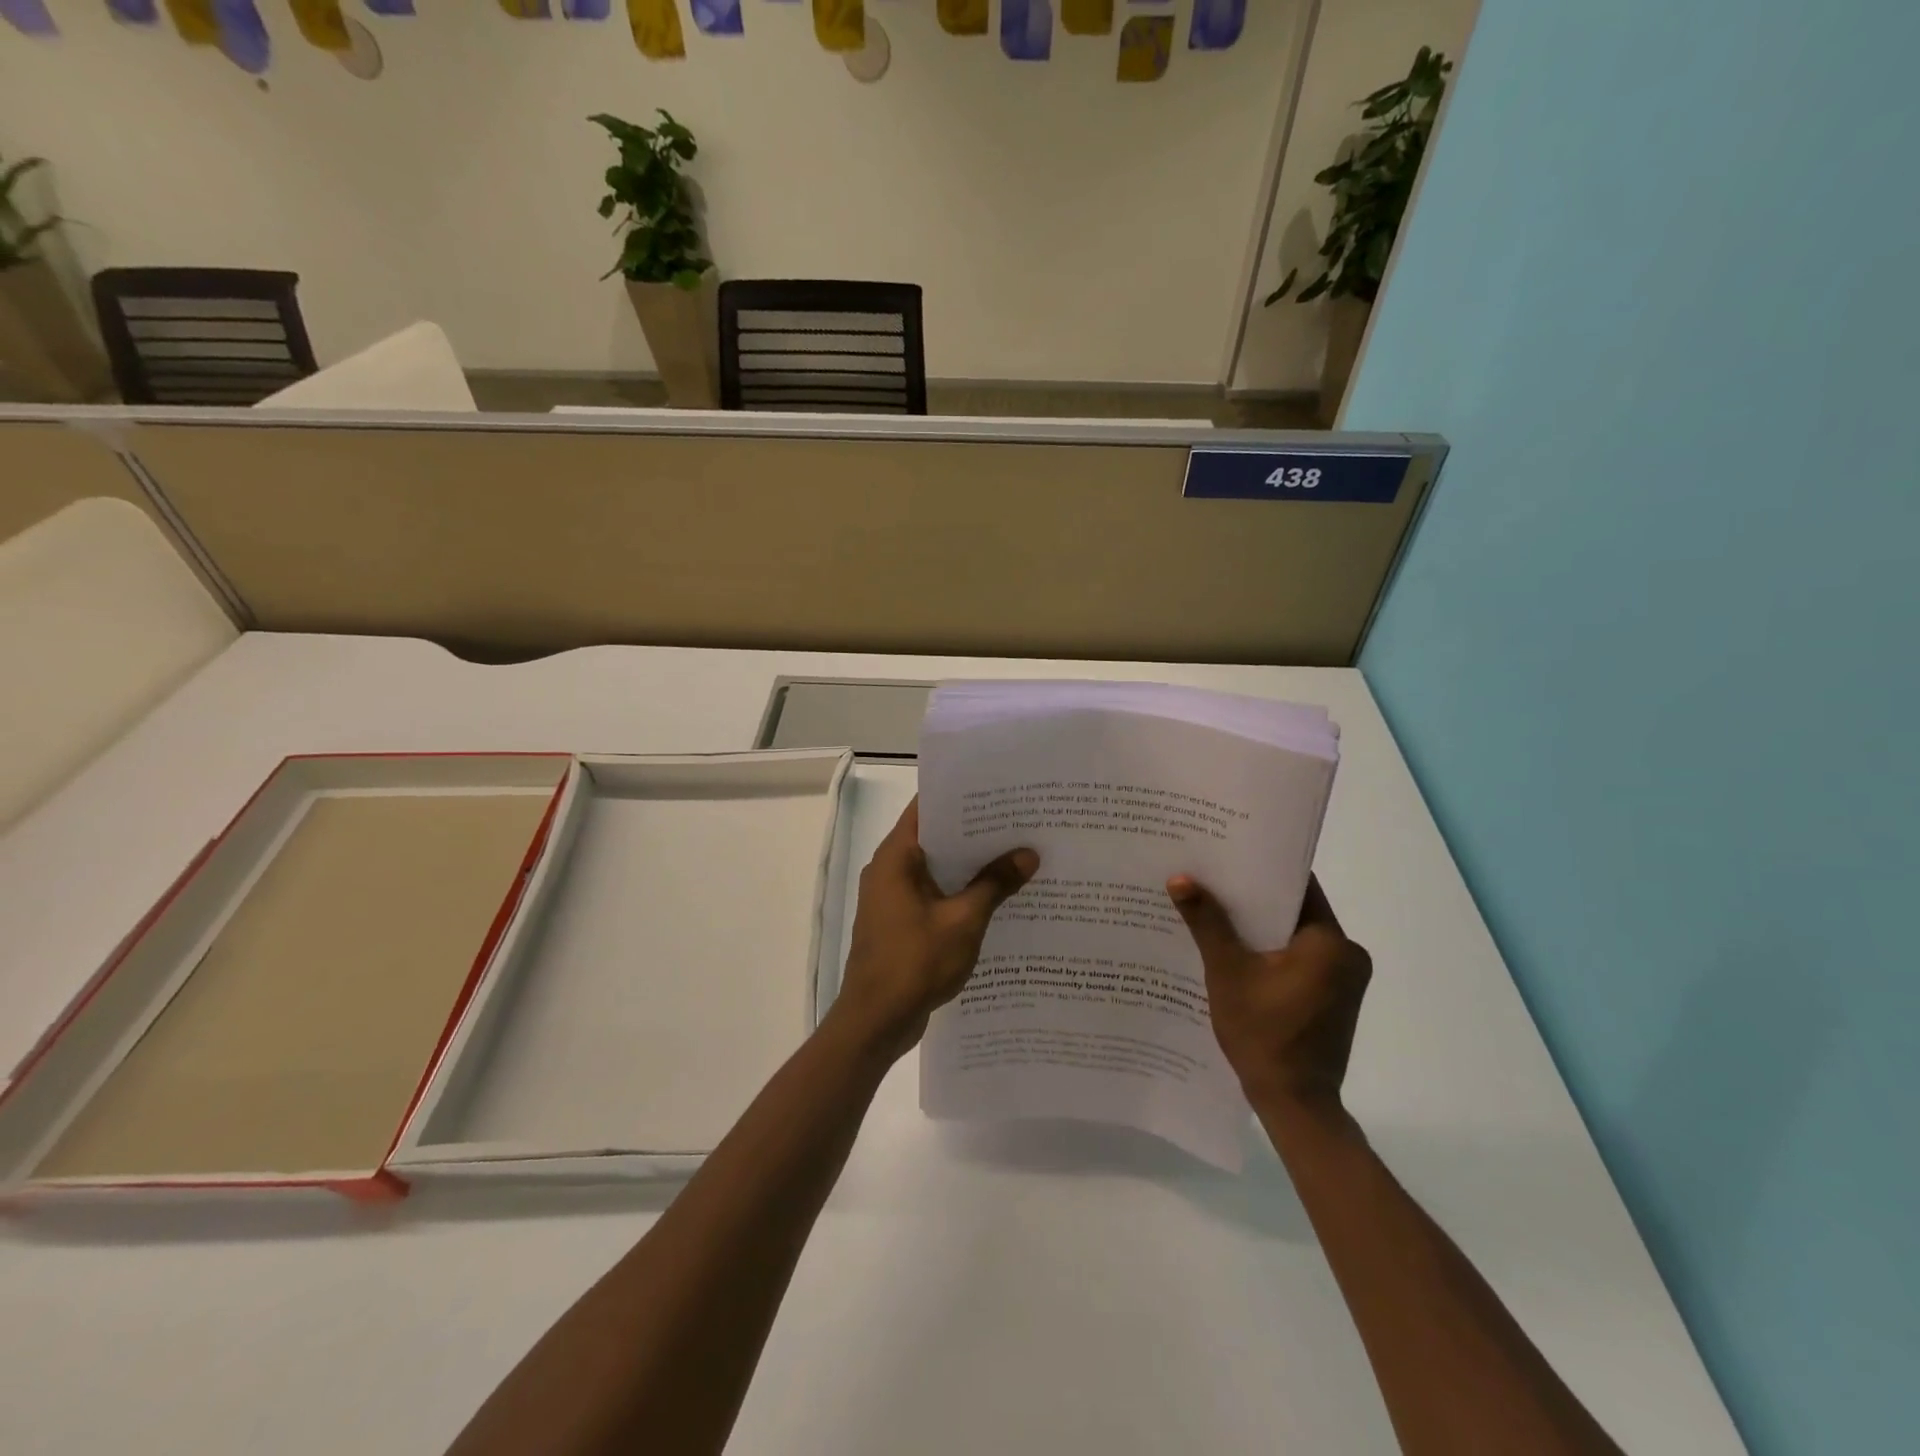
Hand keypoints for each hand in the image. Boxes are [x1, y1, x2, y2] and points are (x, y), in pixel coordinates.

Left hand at [832, 799, 1038, 1059]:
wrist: (875, 1021)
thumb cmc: (915, 962)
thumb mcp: (964, 921)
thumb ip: (995, 884)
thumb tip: (1028, 854)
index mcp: (895, 857)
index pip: (926, 808)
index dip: (960, 796)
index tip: (996, 790)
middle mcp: (888, 870)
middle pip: (933, 837)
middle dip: (973, 831)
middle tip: (1017, 821)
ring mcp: (891, 898)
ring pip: (935, 868)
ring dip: (968, 864)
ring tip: (1014, 853)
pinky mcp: (899, 922)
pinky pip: (932, 894)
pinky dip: (958, 891)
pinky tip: (994, 895)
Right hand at [1167, 874, 1371, 1111]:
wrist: (1295, 1103)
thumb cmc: (1264, 1034)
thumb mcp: (1228, 972)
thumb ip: (1207, 922)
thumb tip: (1181, 878)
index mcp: (1331, 942)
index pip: (1298, 886)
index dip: (1261, 868)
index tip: (1228, 852)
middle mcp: (1347, 954)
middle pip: (1295, 910)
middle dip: (1254, 897)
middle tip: (1212, 879)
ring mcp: (1344, 978)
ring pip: (1295, 935)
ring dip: (1261, 926)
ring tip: (1216, 909)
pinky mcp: (1334, 997)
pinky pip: (1300, 958)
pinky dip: (1271, 951)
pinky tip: (1236, 950)